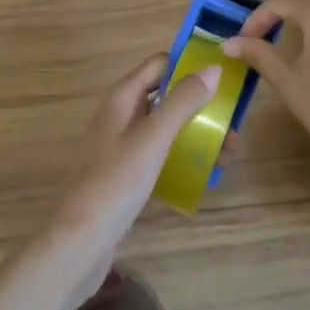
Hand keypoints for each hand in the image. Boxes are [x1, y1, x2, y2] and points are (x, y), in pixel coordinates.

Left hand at [47, 53, 220, 292]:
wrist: (77, 246)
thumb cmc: (115, 183)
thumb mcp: (153, 138)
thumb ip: (183, 101)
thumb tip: (214, 68)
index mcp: (123, 96)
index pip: (160, 63)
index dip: (189, 64)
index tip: (223, 76)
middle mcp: (121, 114)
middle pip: (166, 95)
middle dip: (199, 104)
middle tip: (232, 121)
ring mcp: (121, 145)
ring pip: (165, 126)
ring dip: (195, 132)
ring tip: (227, 151)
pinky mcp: (125, 174)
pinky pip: (160, 153)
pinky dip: (182, 155)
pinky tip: (203, 172)